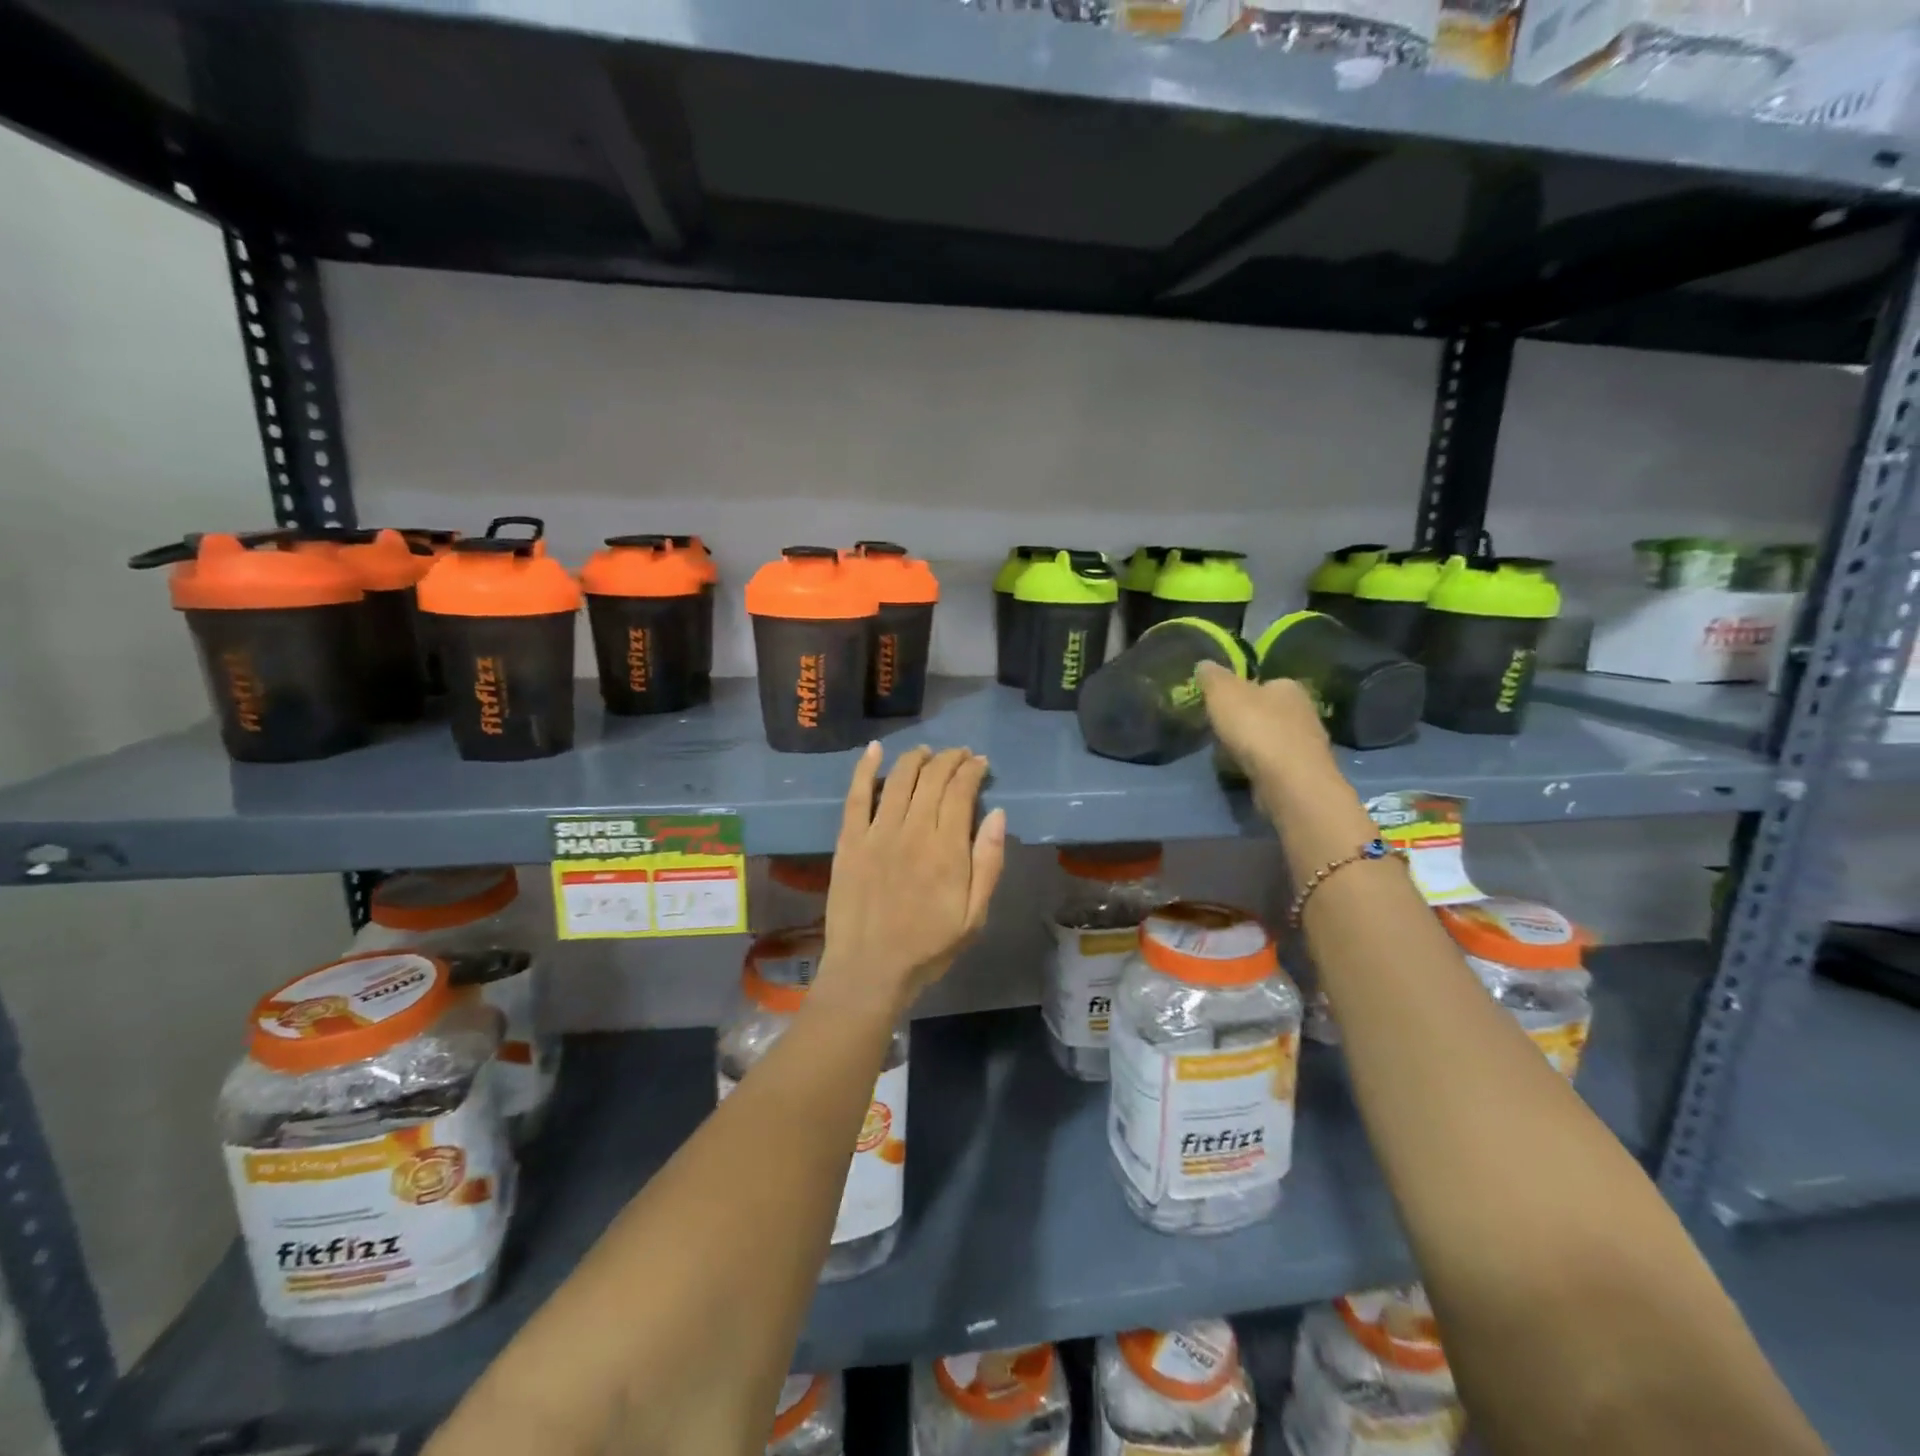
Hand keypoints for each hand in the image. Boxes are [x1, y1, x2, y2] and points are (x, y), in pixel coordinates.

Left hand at [814, 744, 1006, 1019]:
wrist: (869, 971)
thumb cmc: (927, 948)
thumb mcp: (974, 916)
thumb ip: (989, 863)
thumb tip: (998, 814)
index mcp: (947, 849)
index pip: (961, 791)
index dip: (972, 770)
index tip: (980, 763)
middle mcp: (912, 831)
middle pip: (932, 779)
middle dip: (949, 759)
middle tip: (959, 754)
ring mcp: (876, 833)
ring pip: (898, 779)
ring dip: (915, 759)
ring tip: (927, 752)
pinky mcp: (849, 840)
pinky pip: (856, 795)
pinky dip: (865, 769)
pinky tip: (875, 749)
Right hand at [1198, 662, 1334, 790]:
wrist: (1288, 780)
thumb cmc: (1256, 727)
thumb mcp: (1223, 693)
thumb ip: (1212, 677)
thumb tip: (1204, 664)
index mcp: (1288, 686)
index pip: (1263, 683)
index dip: (1240, 693)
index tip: (1220, 706)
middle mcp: (1304, 710)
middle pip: (1267, 711)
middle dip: (1246, 721)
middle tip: (1221, 732)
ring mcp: (1307, 744)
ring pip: (1271, 739)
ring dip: (1252, 746)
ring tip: (1228, 755)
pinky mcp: (1304, 773)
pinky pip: (1275, 764)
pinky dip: (1259, 767)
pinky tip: (1244, 773)